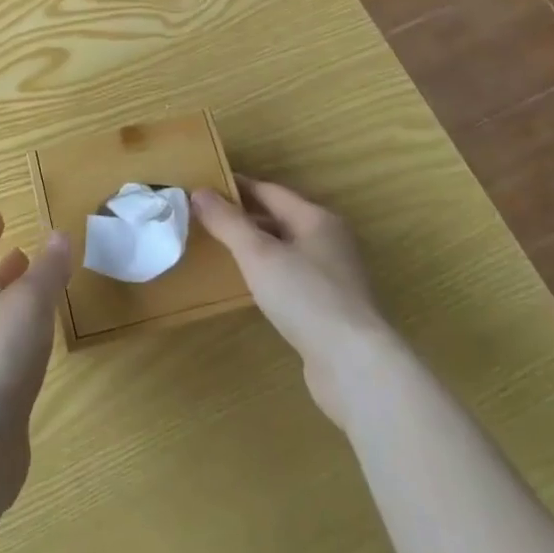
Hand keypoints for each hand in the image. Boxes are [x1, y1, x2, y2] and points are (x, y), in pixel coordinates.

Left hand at [0, 211, 71, 509]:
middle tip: (20, 253)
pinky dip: (22, 340)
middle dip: (2, 269)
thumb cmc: (0, 358)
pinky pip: (7, 354)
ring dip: (13, 304)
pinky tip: (39, 349)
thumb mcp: (29, 304)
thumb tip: (58, 233)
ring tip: (37, 297)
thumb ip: (46, 271)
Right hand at [193, 177, 393, 429]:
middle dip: (244, 216)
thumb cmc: (305, 297)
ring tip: (221, 249)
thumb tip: (199, 192)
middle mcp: (329, 241)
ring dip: (256, 246)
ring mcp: (333, 276)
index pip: (269, 191)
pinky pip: (292, 277)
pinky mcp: (331, 308)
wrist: (354, 366)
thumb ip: (228, 222)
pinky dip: (269, 273)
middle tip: (206, 219)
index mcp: (316, 219)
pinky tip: (251, 286)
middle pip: (279, 218)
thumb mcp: (259, 254)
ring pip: (286, 249)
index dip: (236, 187)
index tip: (204, 186)